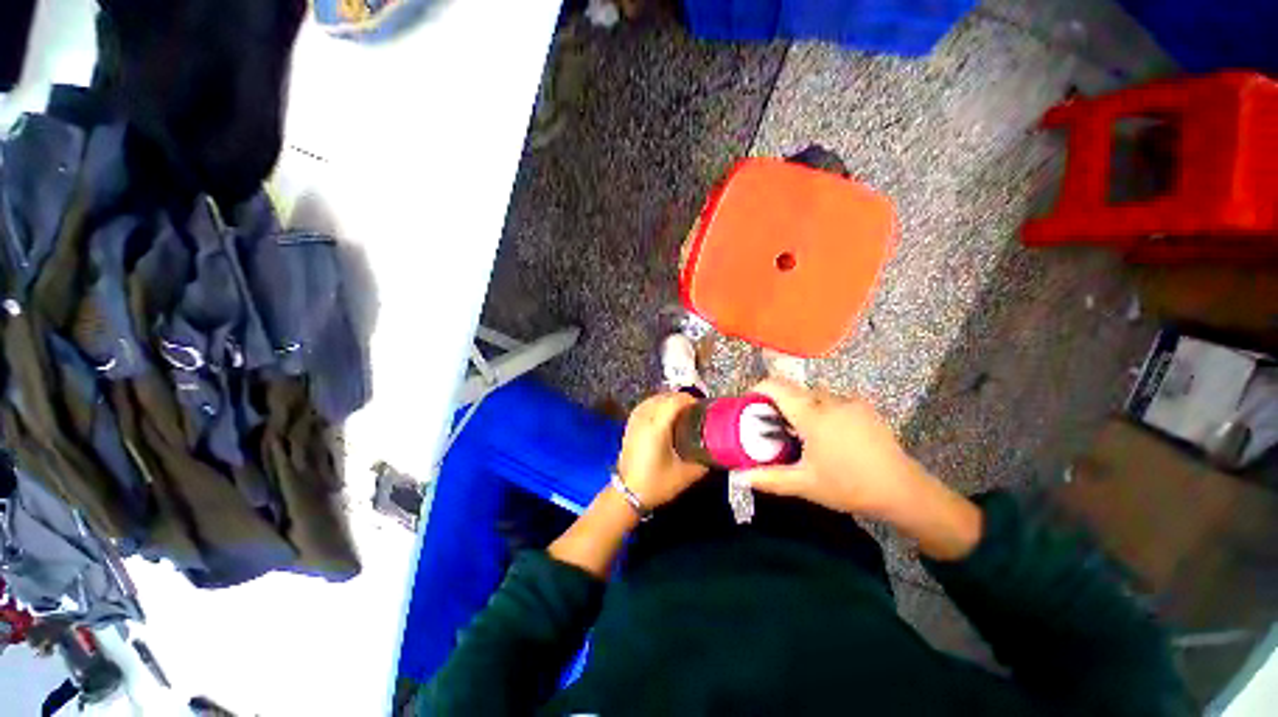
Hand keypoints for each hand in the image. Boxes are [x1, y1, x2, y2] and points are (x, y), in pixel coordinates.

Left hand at [616, 392, 708, 509]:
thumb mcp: (686, 474)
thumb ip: (705, 459)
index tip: (702, 407)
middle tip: (695, 410)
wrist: (628, 493)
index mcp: (657, 427)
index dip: (690, 400)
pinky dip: (657, 403)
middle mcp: (645, 418)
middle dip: (681, 399)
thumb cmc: (656, 483)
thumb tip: (718, 449)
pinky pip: (645, 404)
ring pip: (654, 398)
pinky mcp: (630, 424)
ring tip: (682, 410)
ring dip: (669, 399)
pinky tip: (664, 412)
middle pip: (665, 397)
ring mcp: (635, 420)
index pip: (675, 401)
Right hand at [742, 379, 928, 521]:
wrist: (902, 490)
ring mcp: (850, 402)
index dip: (758, 388)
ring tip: (801, 430)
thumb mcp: (804, 484)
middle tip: (773, 423)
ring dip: (802, 405)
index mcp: (812, 416)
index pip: (777, 387)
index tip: (749, 401)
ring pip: (815, 394)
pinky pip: (833, 400)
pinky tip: (827, 434)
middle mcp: (830, 401)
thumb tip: (738, 477)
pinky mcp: (865, 408)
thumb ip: (768, 478)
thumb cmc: (849, 486)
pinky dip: (821, 409)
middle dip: (780, 401)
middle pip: (795, 390)